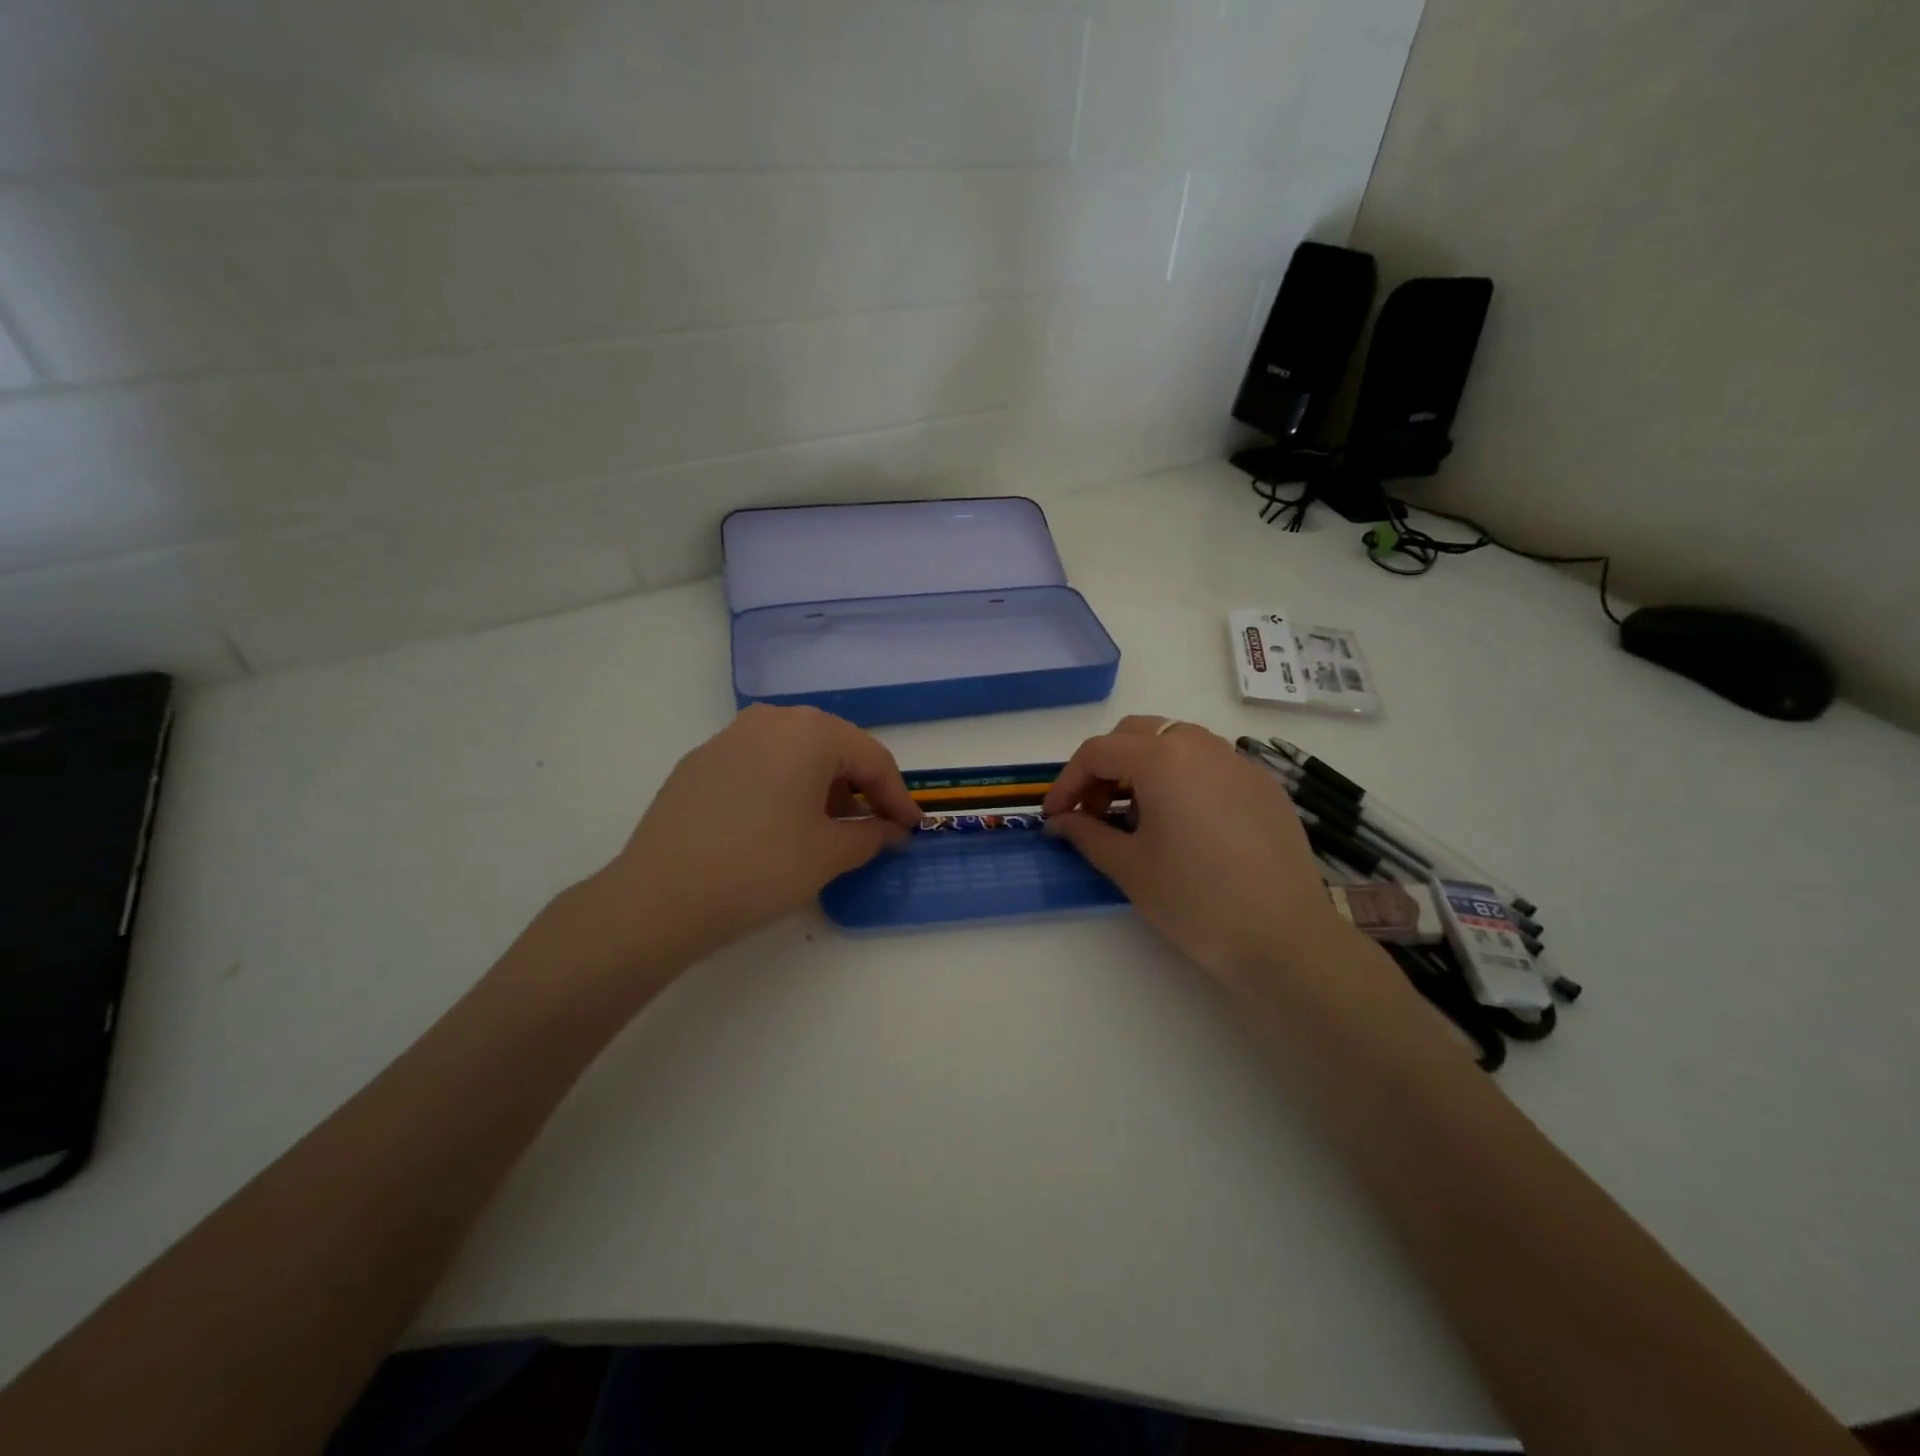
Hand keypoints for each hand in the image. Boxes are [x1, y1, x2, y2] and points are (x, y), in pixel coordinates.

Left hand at [566, 705, 920, 977]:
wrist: (659, 897)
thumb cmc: (761, 867)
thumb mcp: (829, 854)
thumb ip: (872, 835)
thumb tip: (891, 832)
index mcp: (810, 731)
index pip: (872, 758)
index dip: (897, 796)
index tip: (912, 829)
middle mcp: (770, 719)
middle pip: (833, 748)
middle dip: (859, 788)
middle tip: (873, 827)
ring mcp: (729, 737)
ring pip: (794, 753)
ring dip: (821, 786)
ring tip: (826, 828)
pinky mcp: (699, 762)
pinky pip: (759, 764)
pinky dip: (783, 787)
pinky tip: (778, 825)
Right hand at [1042, 716, 1356, 988]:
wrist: (1283, 937)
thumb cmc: (1194, 899)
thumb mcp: (1128, 867)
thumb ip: (1086, 834)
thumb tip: (1060, 822)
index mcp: (1162, 758)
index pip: (1098, 752)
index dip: (1067, 782)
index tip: (1054, 817)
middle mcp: (1201, 746)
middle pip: (1136, 735)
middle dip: (1105, 766)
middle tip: (1094, 811)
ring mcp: (1238, 762)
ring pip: (1176, 744)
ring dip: (1144, 768)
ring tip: (1137, 816)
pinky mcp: (1264, 786)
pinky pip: (1210, 764)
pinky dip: (1182, 779)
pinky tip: (1183, 823)